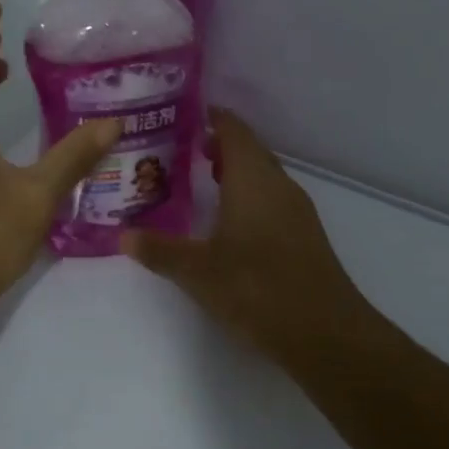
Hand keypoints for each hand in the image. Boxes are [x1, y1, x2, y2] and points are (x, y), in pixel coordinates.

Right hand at [120, 109, 384, 364]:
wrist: (326, 333)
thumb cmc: (258, 289)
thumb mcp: (198, 272)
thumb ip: (159, 250)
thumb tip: (123, 235)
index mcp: (253, 178)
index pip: (232, 129)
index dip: (209, 117)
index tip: (179, 116)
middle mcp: (278, 184)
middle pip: (248, 149)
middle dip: (216, 144)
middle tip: (177, 149)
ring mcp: (296, 209)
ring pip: (261, 175)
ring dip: (233, 170)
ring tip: (197, 179)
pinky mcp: (303, 234)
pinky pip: (271, 197)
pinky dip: (247, 194)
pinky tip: (227, 220)